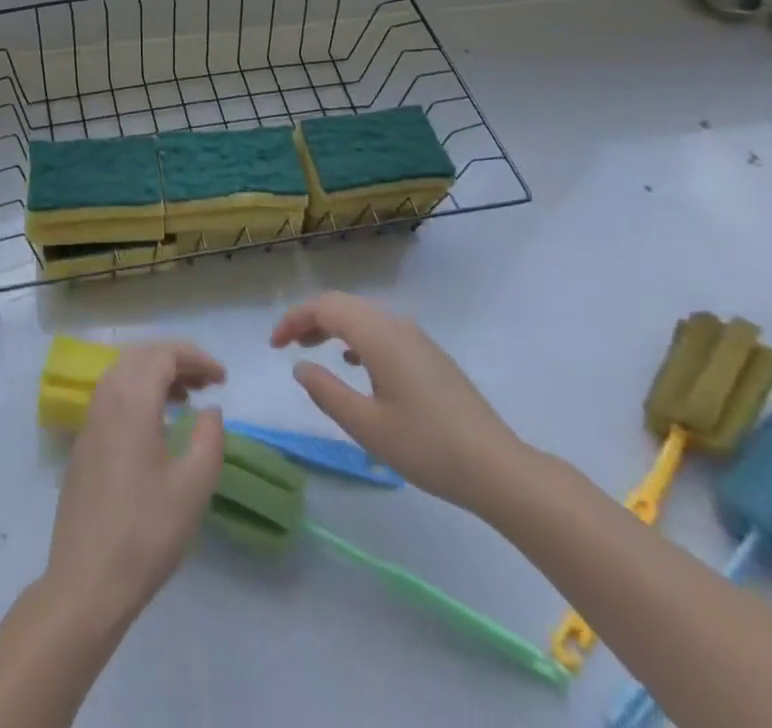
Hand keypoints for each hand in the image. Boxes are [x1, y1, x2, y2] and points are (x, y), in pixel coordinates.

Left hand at [43, 341, 226, 632]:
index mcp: (131, 400)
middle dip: (176, 360)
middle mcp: (106, 399)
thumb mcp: (193, 487)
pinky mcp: (83, 443)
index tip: (223, 378)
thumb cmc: (145, 532)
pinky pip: (112, 396)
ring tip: (187, 398)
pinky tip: (157, 424)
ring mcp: (90, 421)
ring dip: (156, 375)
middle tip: (207, 382)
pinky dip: (138, 392)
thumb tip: (210, 409)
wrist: (86, 582)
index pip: (164, 354)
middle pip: (141, 356)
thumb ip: (209, 438)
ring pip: (124, 373)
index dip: (196, 358)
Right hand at [271, 292, 526, 517]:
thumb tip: (300, 366)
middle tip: (287, 345)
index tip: (274, 345)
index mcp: (379, 336)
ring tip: (313, 351)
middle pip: (344, 305)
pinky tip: (353, 364)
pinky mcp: (430, 356)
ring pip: (364, 316)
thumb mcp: (367, 426)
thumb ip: (327, 393)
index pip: (325, 308)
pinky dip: (357, 337)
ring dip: (334, 326)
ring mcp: (417, 339)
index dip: (294, 320)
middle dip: (311, 319)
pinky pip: (382, 330)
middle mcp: (397, 326)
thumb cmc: (427, 447)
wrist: (497, 468)